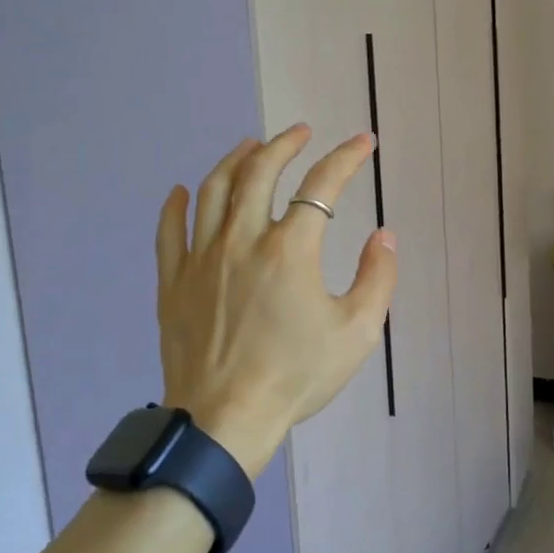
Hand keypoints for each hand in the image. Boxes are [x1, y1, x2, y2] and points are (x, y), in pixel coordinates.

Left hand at [156, 125, 398, 475]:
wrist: (224, 421)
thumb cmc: (296, 376)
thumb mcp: (358, 333)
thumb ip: (378, 278)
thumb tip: (384, 236)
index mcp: (290, 250)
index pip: (321, 187)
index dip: (346, 158)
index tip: (362, 142)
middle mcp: (242, 240)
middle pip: (259, 172)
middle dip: (284, 143)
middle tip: (301, 131)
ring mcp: (201, 258)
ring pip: (213, 190)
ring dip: (234, 160)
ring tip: (250, 146)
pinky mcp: (173, 281)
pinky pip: (169, 230)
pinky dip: (176, 205)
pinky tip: (182, 190)